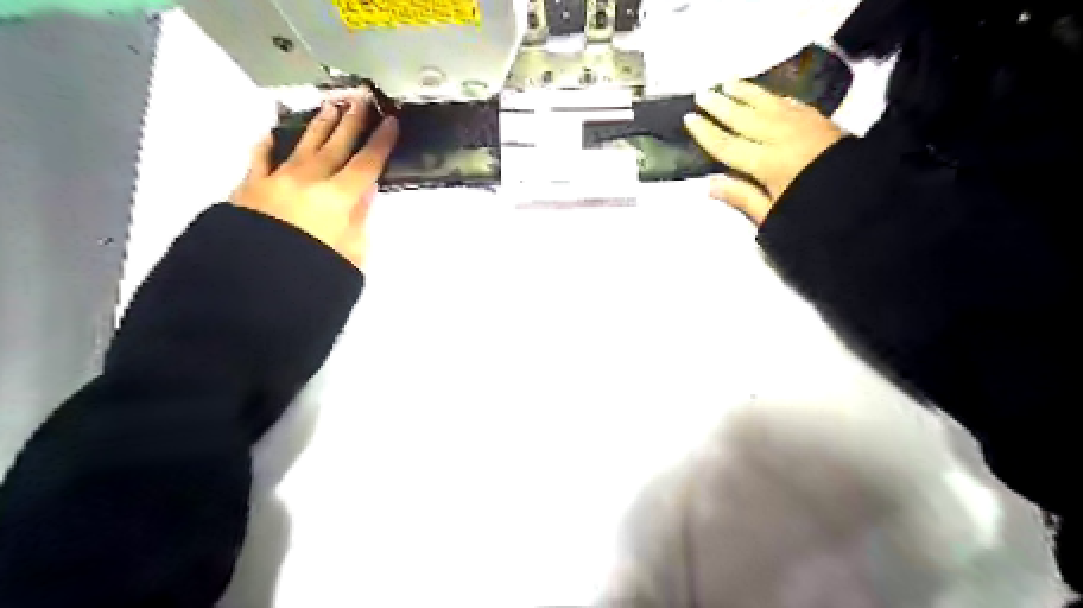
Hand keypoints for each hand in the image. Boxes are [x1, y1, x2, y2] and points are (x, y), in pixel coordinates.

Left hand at [231, 91, 398, 267]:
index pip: (366, 164)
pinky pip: (259, 160)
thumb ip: (359, 219)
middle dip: (352, 122)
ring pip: (303, 145)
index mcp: (338, 198)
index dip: (381, 142)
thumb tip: (365, 193)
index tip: (391, 122)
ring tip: (330, 106)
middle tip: (362, 99)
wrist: (253, 284)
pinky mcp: (250, 188)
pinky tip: (268, 134)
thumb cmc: (313, 271)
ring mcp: (277, 179)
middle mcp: (309, 180)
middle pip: (336, 146)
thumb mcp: (352, 252)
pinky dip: (265, 147)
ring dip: (319, 125)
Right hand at [684, 78, 844, 223]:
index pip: (727, 145)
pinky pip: (791, 103)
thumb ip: (742, 197)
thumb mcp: (773, 215)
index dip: (706, 133)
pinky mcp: (820, 122)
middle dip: (721, 105)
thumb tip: (710, 184)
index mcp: (768, 163)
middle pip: (744, 118)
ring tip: (728, 83)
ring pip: (767, 103)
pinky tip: (766, 95)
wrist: (864, 203)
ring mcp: (803, 125)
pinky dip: (774, 97)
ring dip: (746, 93)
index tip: (690, 119)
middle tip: (702, 94)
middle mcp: (782, 137)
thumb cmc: (812, 214)